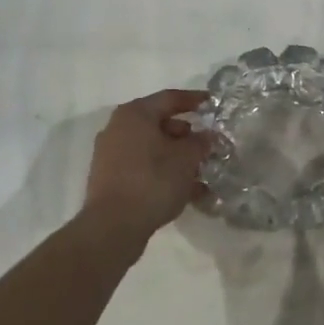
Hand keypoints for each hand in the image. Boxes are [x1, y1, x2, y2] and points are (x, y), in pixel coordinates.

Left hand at [82, 89, 211, 240]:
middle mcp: (118, 128)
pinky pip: (144, 167)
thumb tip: (207, 136)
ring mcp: (111, 154)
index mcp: (135, 114)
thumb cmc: (153, 181)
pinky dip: (164, 173)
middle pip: (159, 123)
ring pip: (152, 148)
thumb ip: (200, 142)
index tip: (213, 104)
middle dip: (187, 135)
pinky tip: (187, 191)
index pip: (170, 98)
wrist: (113, 226)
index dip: (194, 100)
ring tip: (202, 173)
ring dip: (177, 158)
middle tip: (208, 146)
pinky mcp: (110, 178)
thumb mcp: (186, 158)